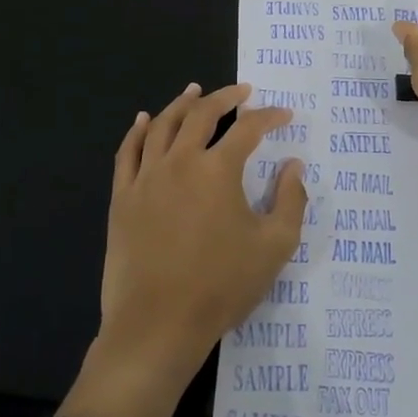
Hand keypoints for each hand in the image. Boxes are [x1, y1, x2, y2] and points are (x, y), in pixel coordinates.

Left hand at [58, 82, 305, 416]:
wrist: (158, 325)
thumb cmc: (221, 286)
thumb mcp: (274, 247)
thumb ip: (291, 201)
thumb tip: (294, 166)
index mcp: (218, 170)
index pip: (249, 129)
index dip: (270, 117)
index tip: (285, 115)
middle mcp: (180, 162)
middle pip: (202, 114)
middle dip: (225, 97)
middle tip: (241, 91)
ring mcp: (146, 178)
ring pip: (162, 124)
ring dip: (182, 103)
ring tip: (195, 91)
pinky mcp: (123, 197)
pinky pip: (127, 151)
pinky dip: (137, 130)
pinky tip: (144, 119)